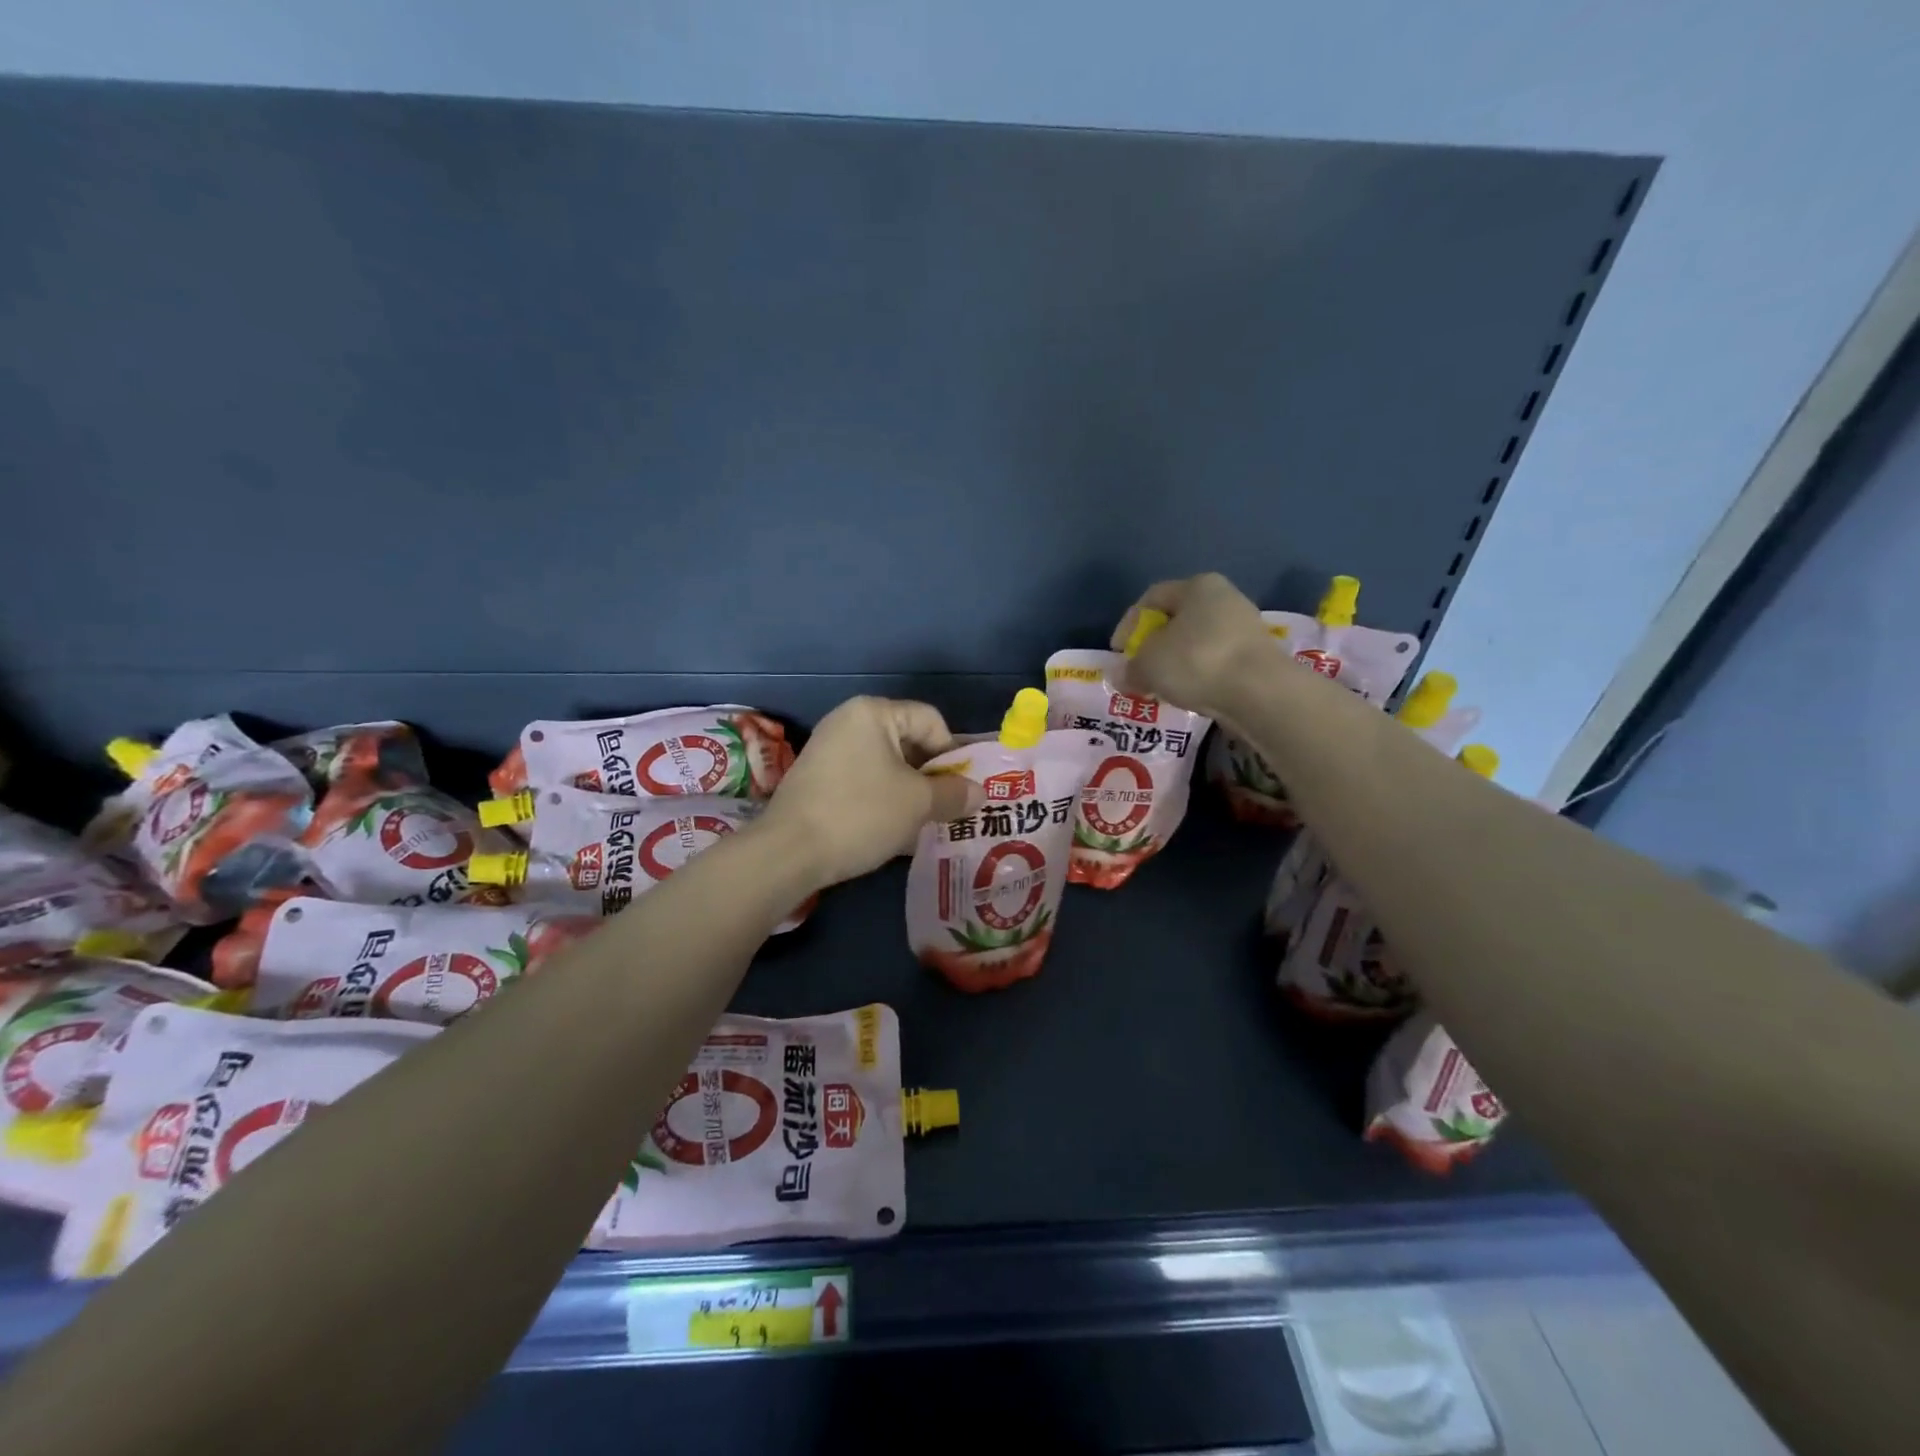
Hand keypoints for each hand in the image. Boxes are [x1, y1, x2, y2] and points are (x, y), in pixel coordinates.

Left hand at [759, 697, 984, 888]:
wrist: (788, 853)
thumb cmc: (860, 814)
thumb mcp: (918, 803)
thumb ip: (954, 794)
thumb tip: (980, 793)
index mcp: (872, 713)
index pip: (930, 720)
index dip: (953, 753)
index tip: (961, 789)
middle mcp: (848, 722)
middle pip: (908, 742)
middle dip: (932, 776)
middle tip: (947, 809)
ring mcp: (828, 750)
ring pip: (887, 766)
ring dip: (910, 793)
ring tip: (924, 824)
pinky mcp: (817, 779)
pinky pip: (864, 782)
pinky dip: (884, 801)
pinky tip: (894, 832)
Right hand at [1111, 572, 1272, 722]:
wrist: (1260, 692)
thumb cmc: (1196, 662)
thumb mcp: (1148, 665)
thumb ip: (1130, 668)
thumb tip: (1122, 676)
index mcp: (1197, 586)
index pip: (1152, 598)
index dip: (1128, 624)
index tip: (1118, 652)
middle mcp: (1224, 598)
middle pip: (1177, 619)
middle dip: (1153, 646)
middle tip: (1138, 669)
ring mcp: (1245, 626)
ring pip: (1196, 642)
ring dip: (1176, 662)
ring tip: (1161, 686)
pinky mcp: (1257, 655)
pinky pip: (1215, 661)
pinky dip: (1198, 674)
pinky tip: (1190, 693)